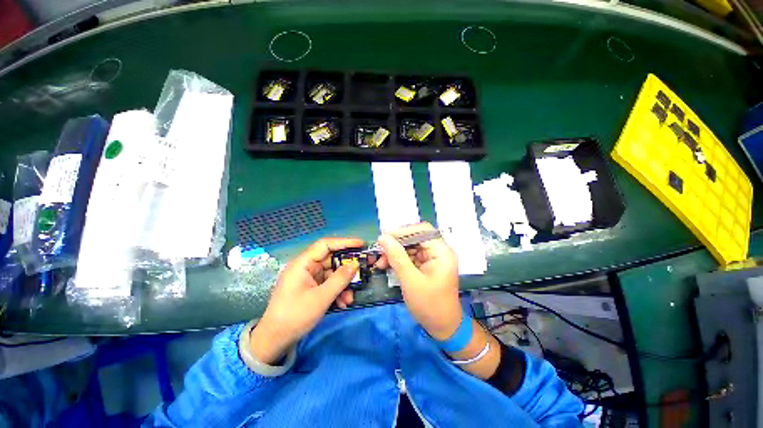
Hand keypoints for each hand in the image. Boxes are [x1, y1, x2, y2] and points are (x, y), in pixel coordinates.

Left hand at [249, 238, 362, 363]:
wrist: (274, 341)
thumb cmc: (295, 316)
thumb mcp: (321, 298)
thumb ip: (340, 279)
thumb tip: (355, 265)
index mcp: (303, 264)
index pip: (325, 245)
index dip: (344, 242)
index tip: (361, 244)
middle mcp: (305, 267)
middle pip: (331, 260)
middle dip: (347, 267)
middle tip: (363, 269)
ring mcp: (308, 278)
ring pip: (331, 274)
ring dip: (343, 284)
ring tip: (351, 297)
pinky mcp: (310, 288)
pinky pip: (327, 284)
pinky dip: (336, 291)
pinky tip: (343, 303)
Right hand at [376, 223, 461, 339]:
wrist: (443, 327)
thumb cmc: (429, 305)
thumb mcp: (410, 280)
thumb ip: (397, 257)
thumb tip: (383, 237)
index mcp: (442, 252)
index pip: (422, 230)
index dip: (403, 231)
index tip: (384, 237)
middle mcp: (439, 251)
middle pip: (416, 237)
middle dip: (396, 243)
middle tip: (380, 251)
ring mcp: (433, 258)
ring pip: (411, 246)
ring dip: (395, 252)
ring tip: (381, 262)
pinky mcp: (427, 265)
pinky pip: (411, 256)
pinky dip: (399, 259)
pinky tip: (387, 265)